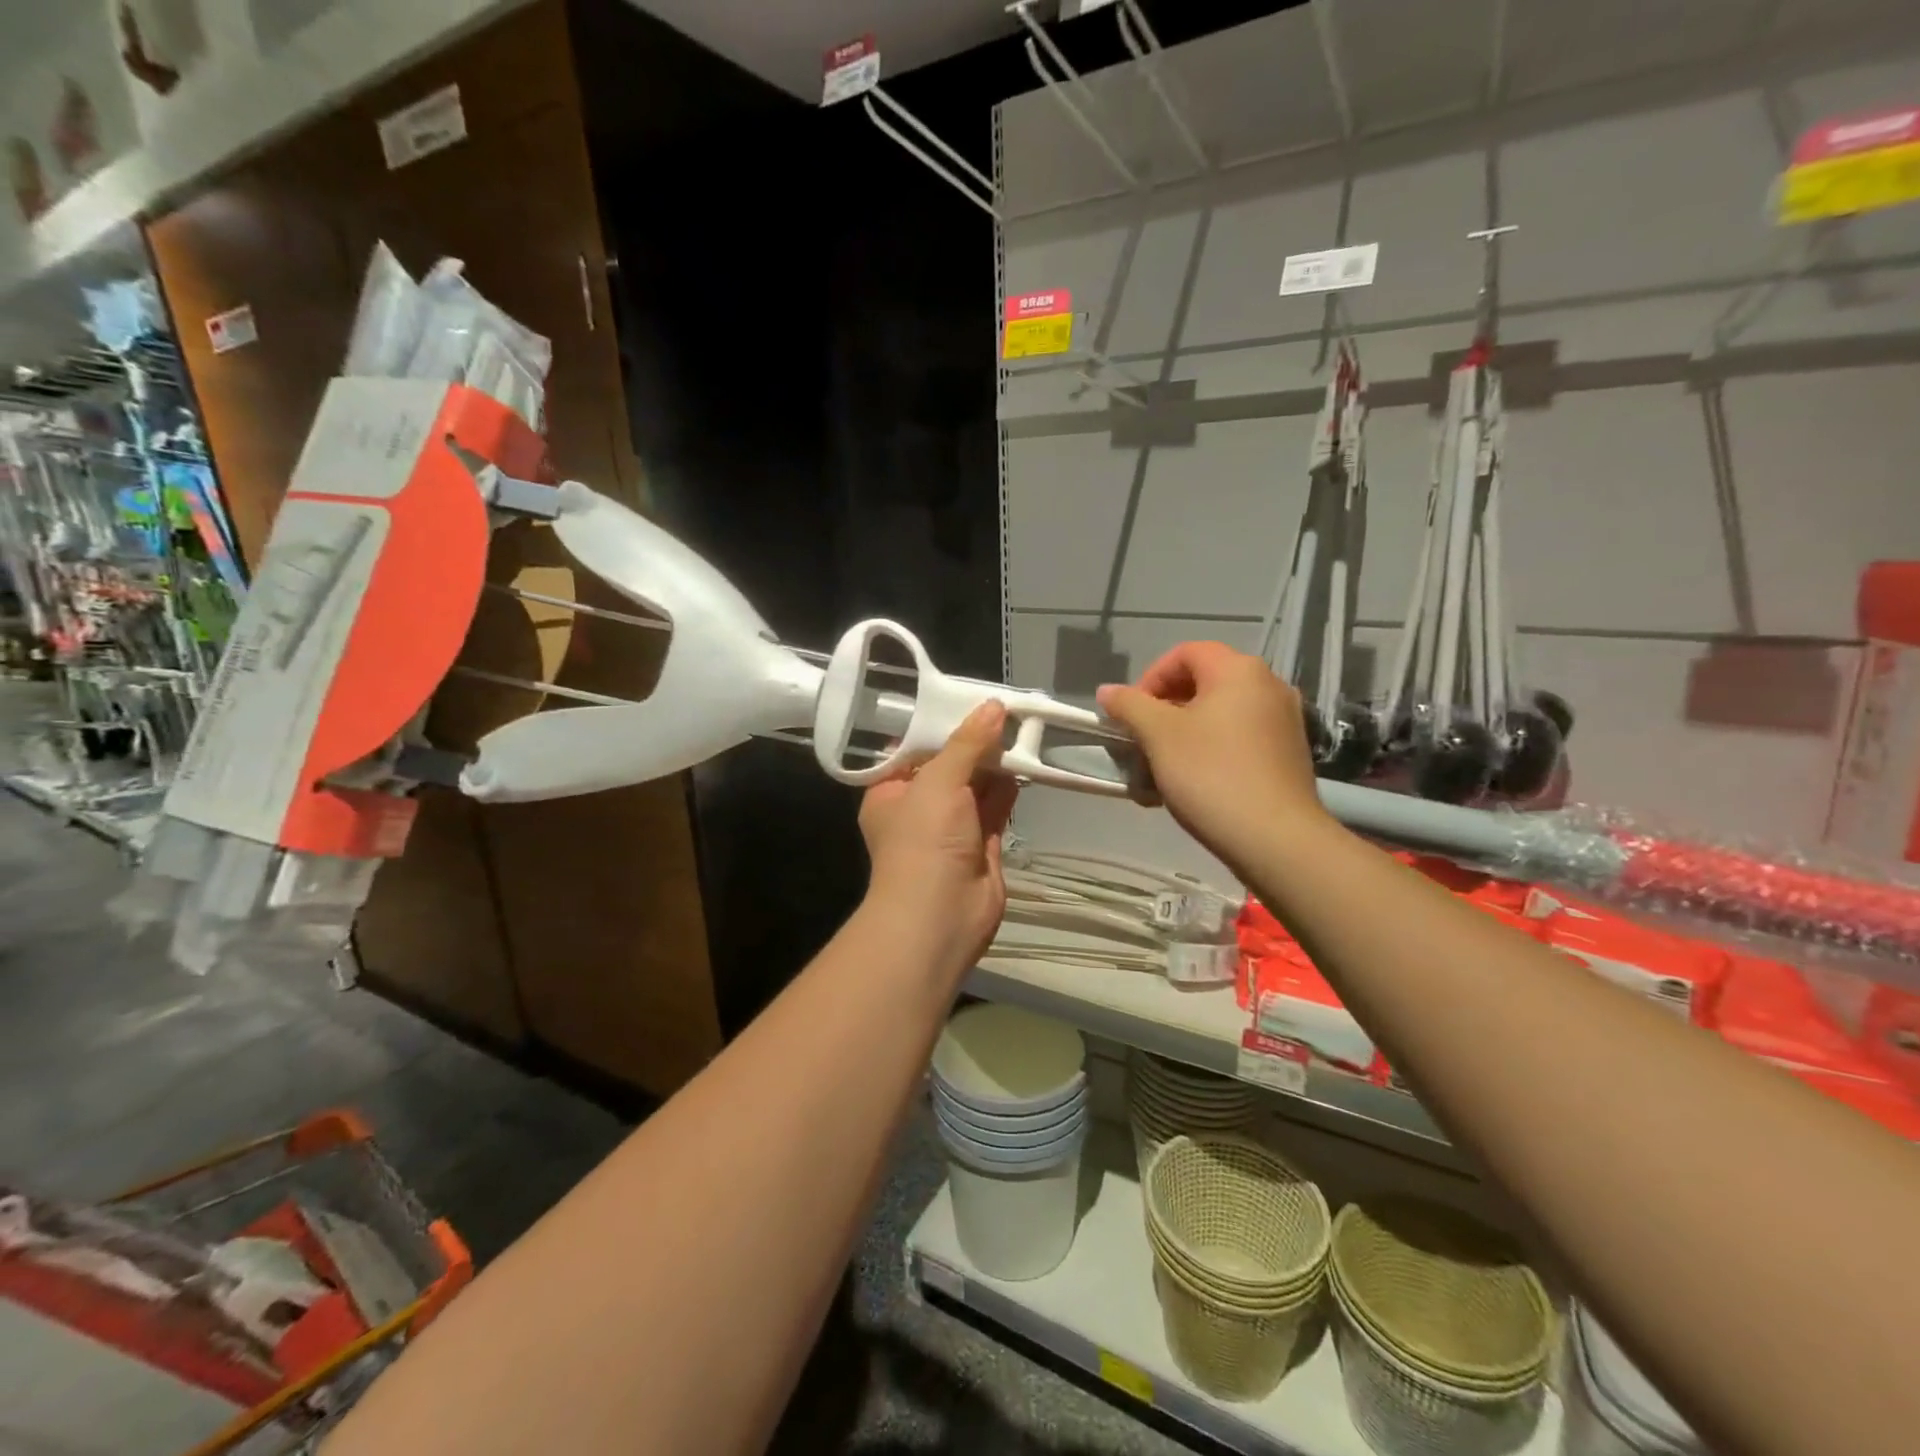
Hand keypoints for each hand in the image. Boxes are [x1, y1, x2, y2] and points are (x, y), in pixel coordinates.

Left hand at [858, 702, 1018, 974]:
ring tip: (1019, 727)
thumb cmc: (924, 842)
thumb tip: (992, 706)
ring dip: (994, 762)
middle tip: (1002, 708)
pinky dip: (1008, 787)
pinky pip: (995, 806)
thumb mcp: (938, 782)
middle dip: (973, 741)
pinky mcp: (981, 843)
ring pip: (975, 785)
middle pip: (948, 764)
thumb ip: (967, 744)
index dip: (938, 723)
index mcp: (890, 792)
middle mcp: (918, 807)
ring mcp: (951, 827)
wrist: (941, 916)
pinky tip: (1024, 762)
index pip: (912, 748)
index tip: (965, 697)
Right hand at [1097, 643, 1333, 869]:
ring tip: (1163, 767)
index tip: (1132, 713)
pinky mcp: (1289, 753)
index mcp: (1239, 670)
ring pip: (1220, 713)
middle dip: (1165, 708)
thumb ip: (1130, 705)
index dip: (1150, 677)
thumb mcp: (1159, 736)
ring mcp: (1284, 720)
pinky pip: (1240, 737)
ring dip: (1185, 732)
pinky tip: (1194, 782)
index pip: (1185, 653)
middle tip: (1143, 740)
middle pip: (1204, 682)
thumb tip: (1107, 691)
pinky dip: (1211, 749)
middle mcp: (1268, 685)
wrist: (1275, 838)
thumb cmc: (1211, 775)